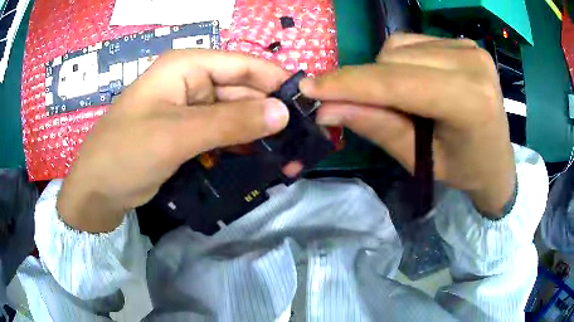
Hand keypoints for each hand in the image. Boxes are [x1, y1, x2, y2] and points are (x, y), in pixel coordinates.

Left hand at [57, 50, 291, 231]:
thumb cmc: (125, 154)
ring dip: (257, 136)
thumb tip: (282, 113)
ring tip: (287, 159)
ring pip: (234, 116)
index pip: (243, 65)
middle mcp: (190, 82)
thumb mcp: (176, 135)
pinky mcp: (186, 134)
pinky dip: (239, 147)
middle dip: (269, 116)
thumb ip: (230, 122)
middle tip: (301, 144)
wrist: (97, 191)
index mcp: (186, 67)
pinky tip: (259, 162)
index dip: (276, 82)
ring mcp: (188, 110)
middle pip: (241, 91)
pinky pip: (221, 134)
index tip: (307, 106)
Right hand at [300, 34, 515, 216]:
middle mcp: (473, 64)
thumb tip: (327, 108)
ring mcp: (470, 48)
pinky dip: (401, 61)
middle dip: (369, 83)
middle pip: (394, 59)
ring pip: (399, 45)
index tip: (310, 89)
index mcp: (470, 102)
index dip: (350, 84)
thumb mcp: (422, 160)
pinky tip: (416, 81)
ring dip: (385, 71)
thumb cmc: (464, 170)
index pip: (399, 82)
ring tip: (402, 99)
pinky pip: (413, 41)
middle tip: (369, 109)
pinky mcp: (465, 43)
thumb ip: (379, 128)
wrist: (497, 161)